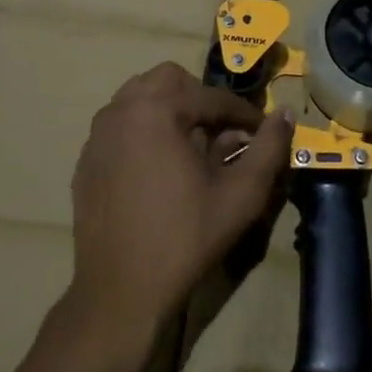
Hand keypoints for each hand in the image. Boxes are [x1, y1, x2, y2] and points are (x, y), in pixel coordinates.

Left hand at [66, 63, 291, 352]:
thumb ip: (269, 147)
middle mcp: (120, 111)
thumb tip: (285, 114)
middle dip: (200, 99)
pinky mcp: (86, 160)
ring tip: (191, 147)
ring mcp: (97, 135)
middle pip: (168, 80)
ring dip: (170, 110)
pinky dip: (144, 131)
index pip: (211, 96)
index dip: (243, 113)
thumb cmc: (186, 237)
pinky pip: (120, 126)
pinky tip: (159, 169)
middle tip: (221, 133)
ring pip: (139, 98)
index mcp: (156, 110)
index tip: (262, 132)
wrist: (121, 291)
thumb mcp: (242, 194)